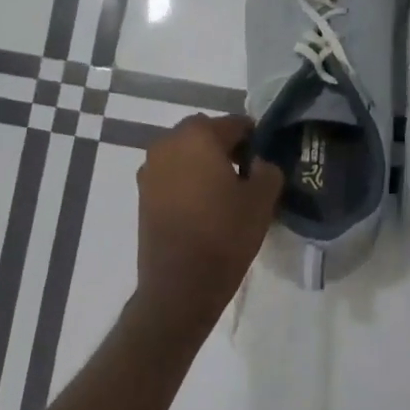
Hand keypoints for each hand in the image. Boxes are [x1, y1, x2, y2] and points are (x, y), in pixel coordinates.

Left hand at [136, 114, 283, 320]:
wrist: (180, 284)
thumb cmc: (225, 235)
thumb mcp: (262, 201)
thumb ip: (268, 170)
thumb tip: (260, 164)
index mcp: (198, 134)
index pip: (235, 124)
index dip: (255, 140)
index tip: (266, 161)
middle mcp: (168, 142)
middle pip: (205, 135)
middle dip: (227, 149)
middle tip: (247, 176)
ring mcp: (150, 168)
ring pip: (186, 155)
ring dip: (205, 165)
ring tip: (225, 193)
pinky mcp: (142, 193)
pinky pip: (172, 175)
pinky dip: (188, 182)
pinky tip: (204, 207)